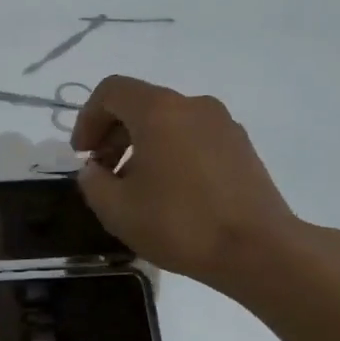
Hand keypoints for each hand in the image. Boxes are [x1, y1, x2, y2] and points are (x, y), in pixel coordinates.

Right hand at [71, 75, 304, 294]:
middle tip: (102, 173)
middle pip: (141, 104)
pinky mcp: (241, 147)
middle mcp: (193, 105)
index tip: (82, 155)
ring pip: (169, 121)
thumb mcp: (116, 210)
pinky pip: (193, 137)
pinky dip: (171, 153)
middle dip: (113, 133)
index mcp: (159, 111)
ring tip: (135, 187)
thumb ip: (93, 182)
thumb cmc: (179, 224)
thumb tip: (94, 170)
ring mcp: (223, 124)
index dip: (87, 119)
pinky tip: (170, 193)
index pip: (112, 91)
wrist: (257, 249)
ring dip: (142, 145)